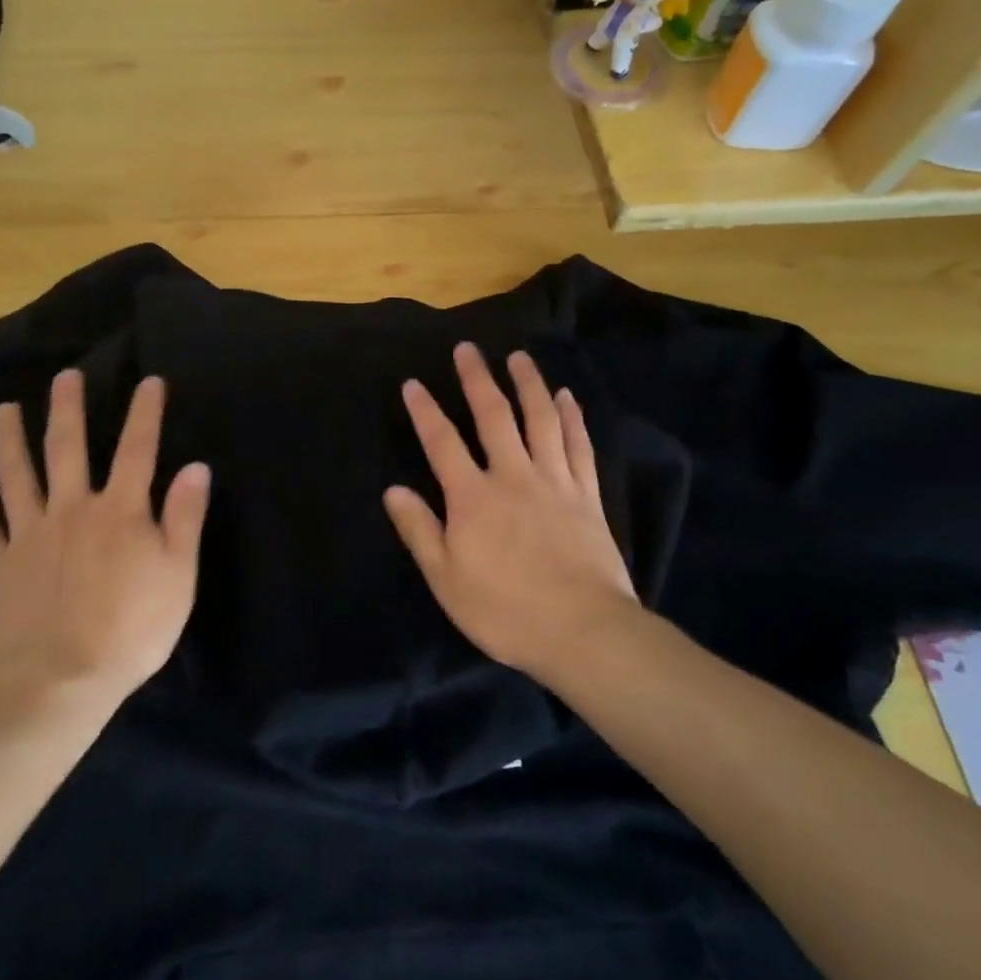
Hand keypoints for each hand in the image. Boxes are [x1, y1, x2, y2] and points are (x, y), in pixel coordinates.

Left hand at [0, 371, 210, 712]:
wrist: (60, 683)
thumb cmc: (131, 630)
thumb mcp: (178, 576)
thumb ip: (185, 518)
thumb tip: (195, 466)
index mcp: (120, 511)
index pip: (138, 450)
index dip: (146, 413)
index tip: (150, 380)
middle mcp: (72, 510)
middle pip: (67, 449)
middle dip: (68, 409)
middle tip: (64, 376)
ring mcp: (30, 536)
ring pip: (17, 476)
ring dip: (9, 440)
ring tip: (2, 409)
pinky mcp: (0, 566)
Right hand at [384, 344, 639, 677]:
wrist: (583, 631)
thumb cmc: (505, 610)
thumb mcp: (446, 579)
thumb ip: (420, 530)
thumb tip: (393, 489)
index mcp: (473, 497)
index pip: (442, 443)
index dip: (425, 411)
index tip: (413, 383)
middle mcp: (513, 476)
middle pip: (494, 417)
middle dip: (478, 379)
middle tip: (468, 348)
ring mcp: (555, 482)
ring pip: (541, 420)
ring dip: (528, 384)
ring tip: (519, 357)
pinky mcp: (586, 495)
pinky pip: (579, 446)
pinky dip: (572, 418)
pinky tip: (567, 397)